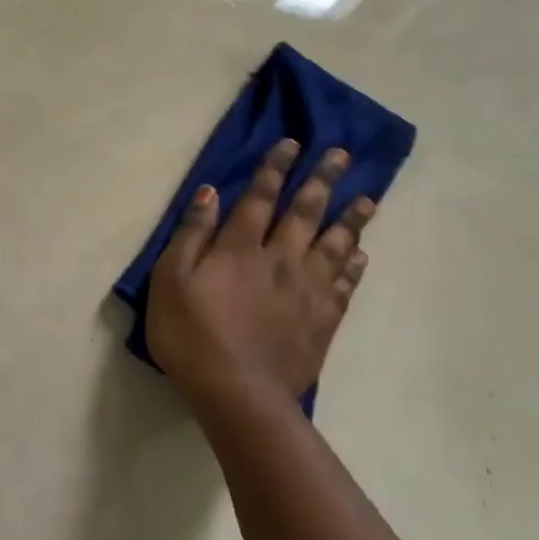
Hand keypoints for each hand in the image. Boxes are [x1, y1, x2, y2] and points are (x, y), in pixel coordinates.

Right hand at [146, 139, 374, 412]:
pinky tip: (361, 255)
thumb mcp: (171, 280)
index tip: (292, 144)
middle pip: (306, 213)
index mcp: (240, 248)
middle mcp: (280, 259)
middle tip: (342, 155)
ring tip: (368, 199)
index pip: (260, 198)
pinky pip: (344, 286)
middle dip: (322, 180)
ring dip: (351, 220)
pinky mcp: (322, 322)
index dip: (275, 169)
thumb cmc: (192, 335)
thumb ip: (191, 234)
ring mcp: (306, 291)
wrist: (238, 394)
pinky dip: (354, 267)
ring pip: (335, 246)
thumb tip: (210, 192)